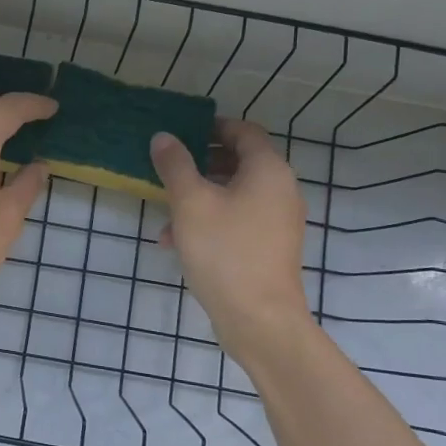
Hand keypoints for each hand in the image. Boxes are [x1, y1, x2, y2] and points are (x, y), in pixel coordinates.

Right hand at [151, 120, 312, 356]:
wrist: (259, 319)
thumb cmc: (224, 251)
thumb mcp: (190, 203)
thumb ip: (175, 165)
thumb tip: (163, 137)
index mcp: (268, 170)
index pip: (244, 131)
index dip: (213, 126)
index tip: (182, 133)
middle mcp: (281, 190)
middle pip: (240, 161)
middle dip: (201, 163)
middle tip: (170, 168)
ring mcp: (279, 221)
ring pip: (235, 194)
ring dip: (200, 196)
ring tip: (166, 213)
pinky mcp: (271, 247)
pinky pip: (239, 220)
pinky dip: (212, 221)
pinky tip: (177, 242)